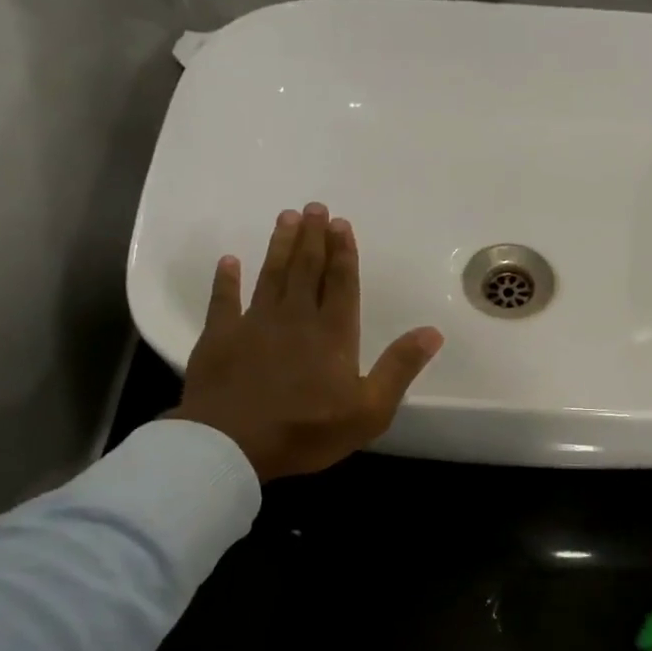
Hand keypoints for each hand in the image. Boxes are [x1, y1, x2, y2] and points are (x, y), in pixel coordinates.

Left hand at [169, 203, 442, 481]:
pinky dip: (226, 280)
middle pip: (306, 269)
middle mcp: (295, 318)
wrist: (232, 443)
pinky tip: (229, 261)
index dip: (343, 253)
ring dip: (280, 246)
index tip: (342, 224)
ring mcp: (254, 324)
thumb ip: (399, 368)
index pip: (341, 284)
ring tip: (286, 218)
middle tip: (314, 207)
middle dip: (313, 238)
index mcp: (333, 334)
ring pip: (270, 275)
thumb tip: (432, 332)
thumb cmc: (307, 430)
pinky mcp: (219, 337)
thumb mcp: (369, 410)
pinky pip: (223, 300)